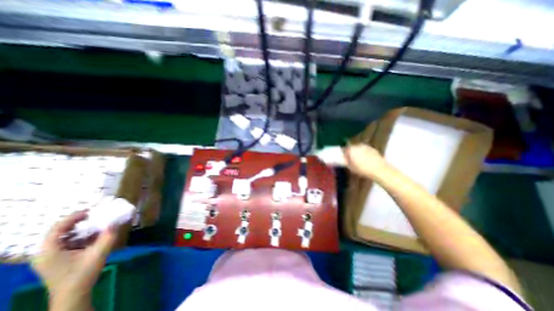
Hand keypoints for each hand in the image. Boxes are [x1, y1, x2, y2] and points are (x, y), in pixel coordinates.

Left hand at [32, 210, 118, 309]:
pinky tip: (93, 235)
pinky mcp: (57, 260)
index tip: (91, 211)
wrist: (73, 295)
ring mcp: (49, 257)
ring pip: (63, 237)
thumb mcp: (99, 253)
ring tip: (97, 223)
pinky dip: (80, 236)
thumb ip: (108, 236)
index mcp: (49, 251)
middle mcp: (45, 253)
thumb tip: (118, 221)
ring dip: (80, 229)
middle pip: (59, 231)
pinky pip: (67, 243)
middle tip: (96, 215)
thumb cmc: (83, 274)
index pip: (57, 228)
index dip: (73, 217)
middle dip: (78, 222)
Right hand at [343, 143, 388, 178]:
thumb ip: (346, 162)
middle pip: (351, 148)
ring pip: (359, 148)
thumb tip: (343, 159)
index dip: (344, 154)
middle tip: (352, 160)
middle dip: (351, 153)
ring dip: (358, 153)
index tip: (344, 158)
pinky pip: (365, 150)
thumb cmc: (363, 170)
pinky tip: (366, 160)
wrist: (379, 170)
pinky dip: (365, 153)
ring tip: (360, 161)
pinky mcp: (372, 148)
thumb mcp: (351, 168)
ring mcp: (365, 146)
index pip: (344, 149)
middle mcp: (357, 146)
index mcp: (351, 150)